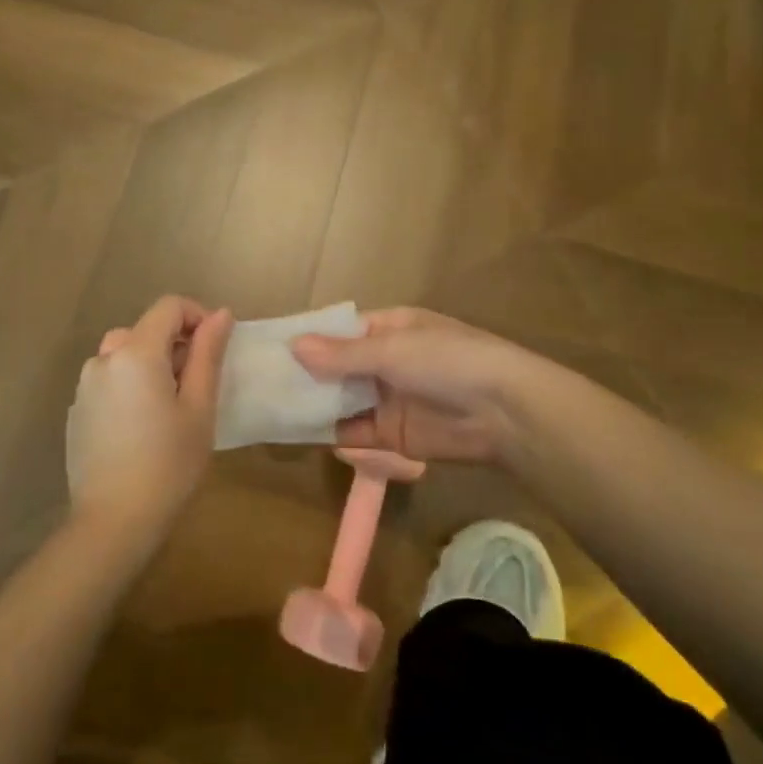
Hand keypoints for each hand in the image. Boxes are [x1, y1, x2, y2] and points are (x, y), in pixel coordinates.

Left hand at [67, 296, 232, 542]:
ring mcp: (85, 386)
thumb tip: (221, 314)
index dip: (197, 316)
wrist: (112, 522)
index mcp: (135, 353)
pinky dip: (129, 385)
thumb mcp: (199, 408)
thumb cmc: (168, 464)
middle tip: (197, 384)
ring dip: (150, 364)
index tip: (214, 348)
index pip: (168, 307)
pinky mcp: (77, 410)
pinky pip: (109, 381)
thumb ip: (207, 354)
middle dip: (174, 344)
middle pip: (144, 329)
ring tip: (170, 406)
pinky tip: (141, 427)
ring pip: (124, 354)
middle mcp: (103, 359)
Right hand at [291, 308, 545, 466]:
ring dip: (312, 404)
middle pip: (336, 367)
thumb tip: (293, 346)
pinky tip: (296, 433)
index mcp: (389, 328)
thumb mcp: (392, 348)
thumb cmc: (447, 361)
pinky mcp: (392, 435)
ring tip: (267, 408)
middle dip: (305, 374)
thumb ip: (342, 354)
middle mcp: (385, 361)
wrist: (503, 413)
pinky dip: (328, 432)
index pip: (339, 330)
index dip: (308, 338)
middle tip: (259, 383)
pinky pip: (353, 431)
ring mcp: (388, 399)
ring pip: (340, 400)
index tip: (269, 346)